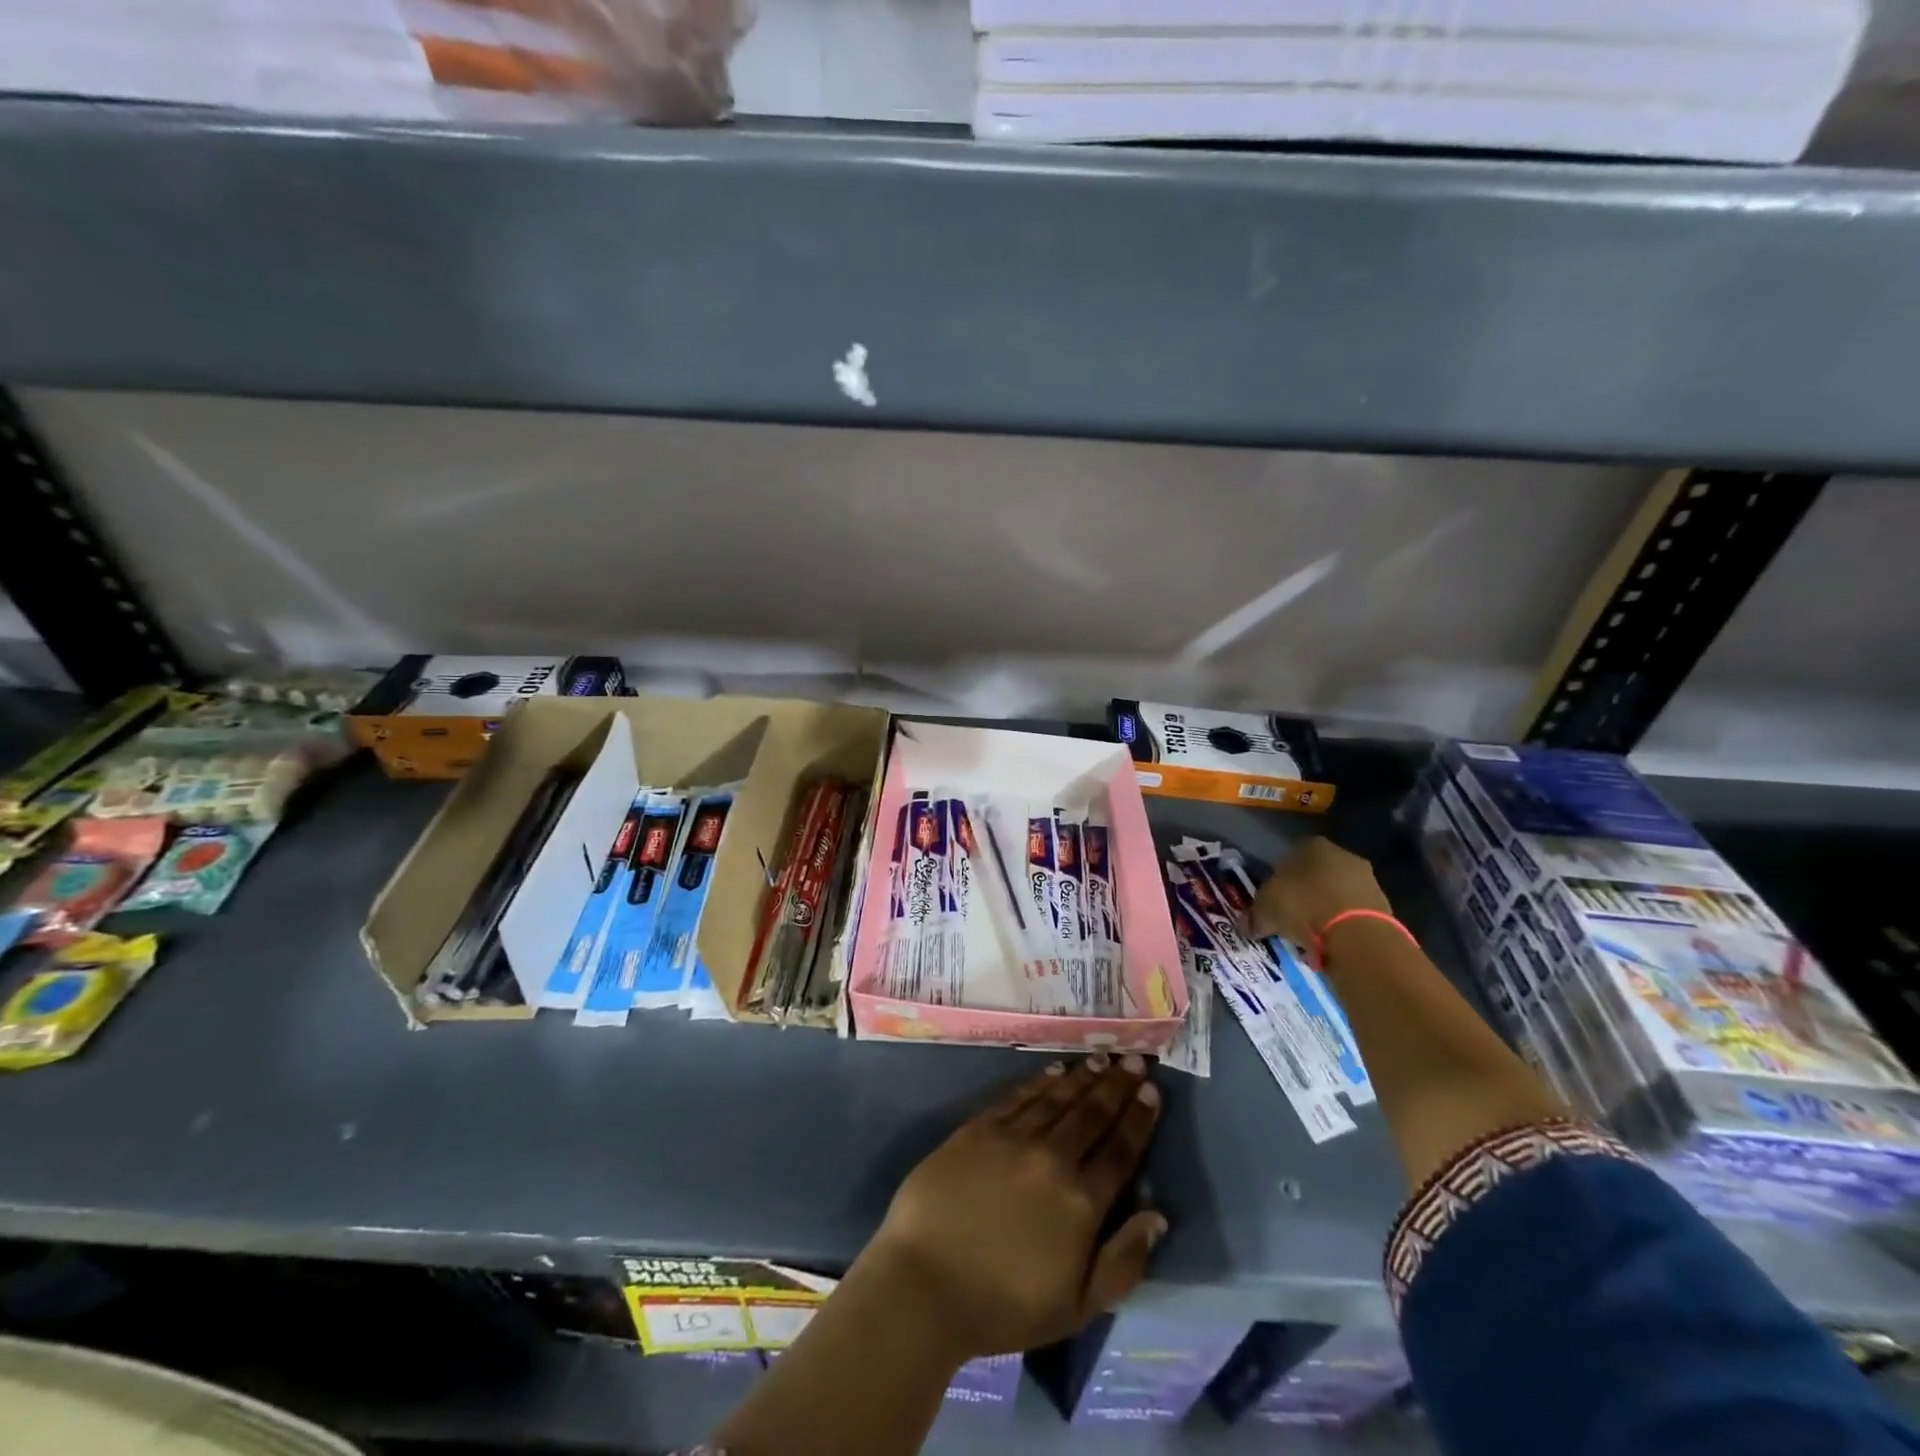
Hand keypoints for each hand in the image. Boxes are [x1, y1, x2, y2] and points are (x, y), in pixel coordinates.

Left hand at [856, 1055, 1165, 1360]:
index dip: (1138, 1118)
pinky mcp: (978, 1128)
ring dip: (1082, 1077)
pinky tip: (1054, 1070)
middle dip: (1116, 1085)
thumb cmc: (1003, 1306)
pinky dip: (1039, 1081)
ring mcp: (1013, 1138)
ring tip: (1101, 1058)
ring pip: (1057, 1098)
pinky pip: (1017, 1096)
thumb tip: (1157, 1216)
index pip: (1120, 1150)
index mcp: (1081, 1202)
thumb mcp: (1077, 1307)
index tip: (1151, 1090)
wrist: (926, 1283)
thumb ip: (1123, 1262)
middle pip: (1092, 1114)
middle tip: (1134, 1060)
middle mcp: (1052, 1159)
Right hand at [1246, 838, 1390, 942]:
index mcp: (1312, 845)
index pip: (1290, 858)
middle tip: (1291, 918)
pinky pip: (1353, 914)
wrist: (1356, 935)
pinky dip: (1342, 925)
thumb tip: (1244, 927)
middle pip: (1316, 875)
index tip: (1274, 901)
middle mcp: (1343, 855)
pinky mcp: (1384, 906)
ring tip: (1311, 935)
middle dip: (1305, 894)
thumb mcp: (1266, 911)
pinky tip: (1331, 942)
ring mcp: (1367, 879)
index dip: (1279, 880)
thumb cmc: (1303, 908)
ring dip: (1325, 910)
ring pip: (1337, 894)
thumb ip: (1254, 916)